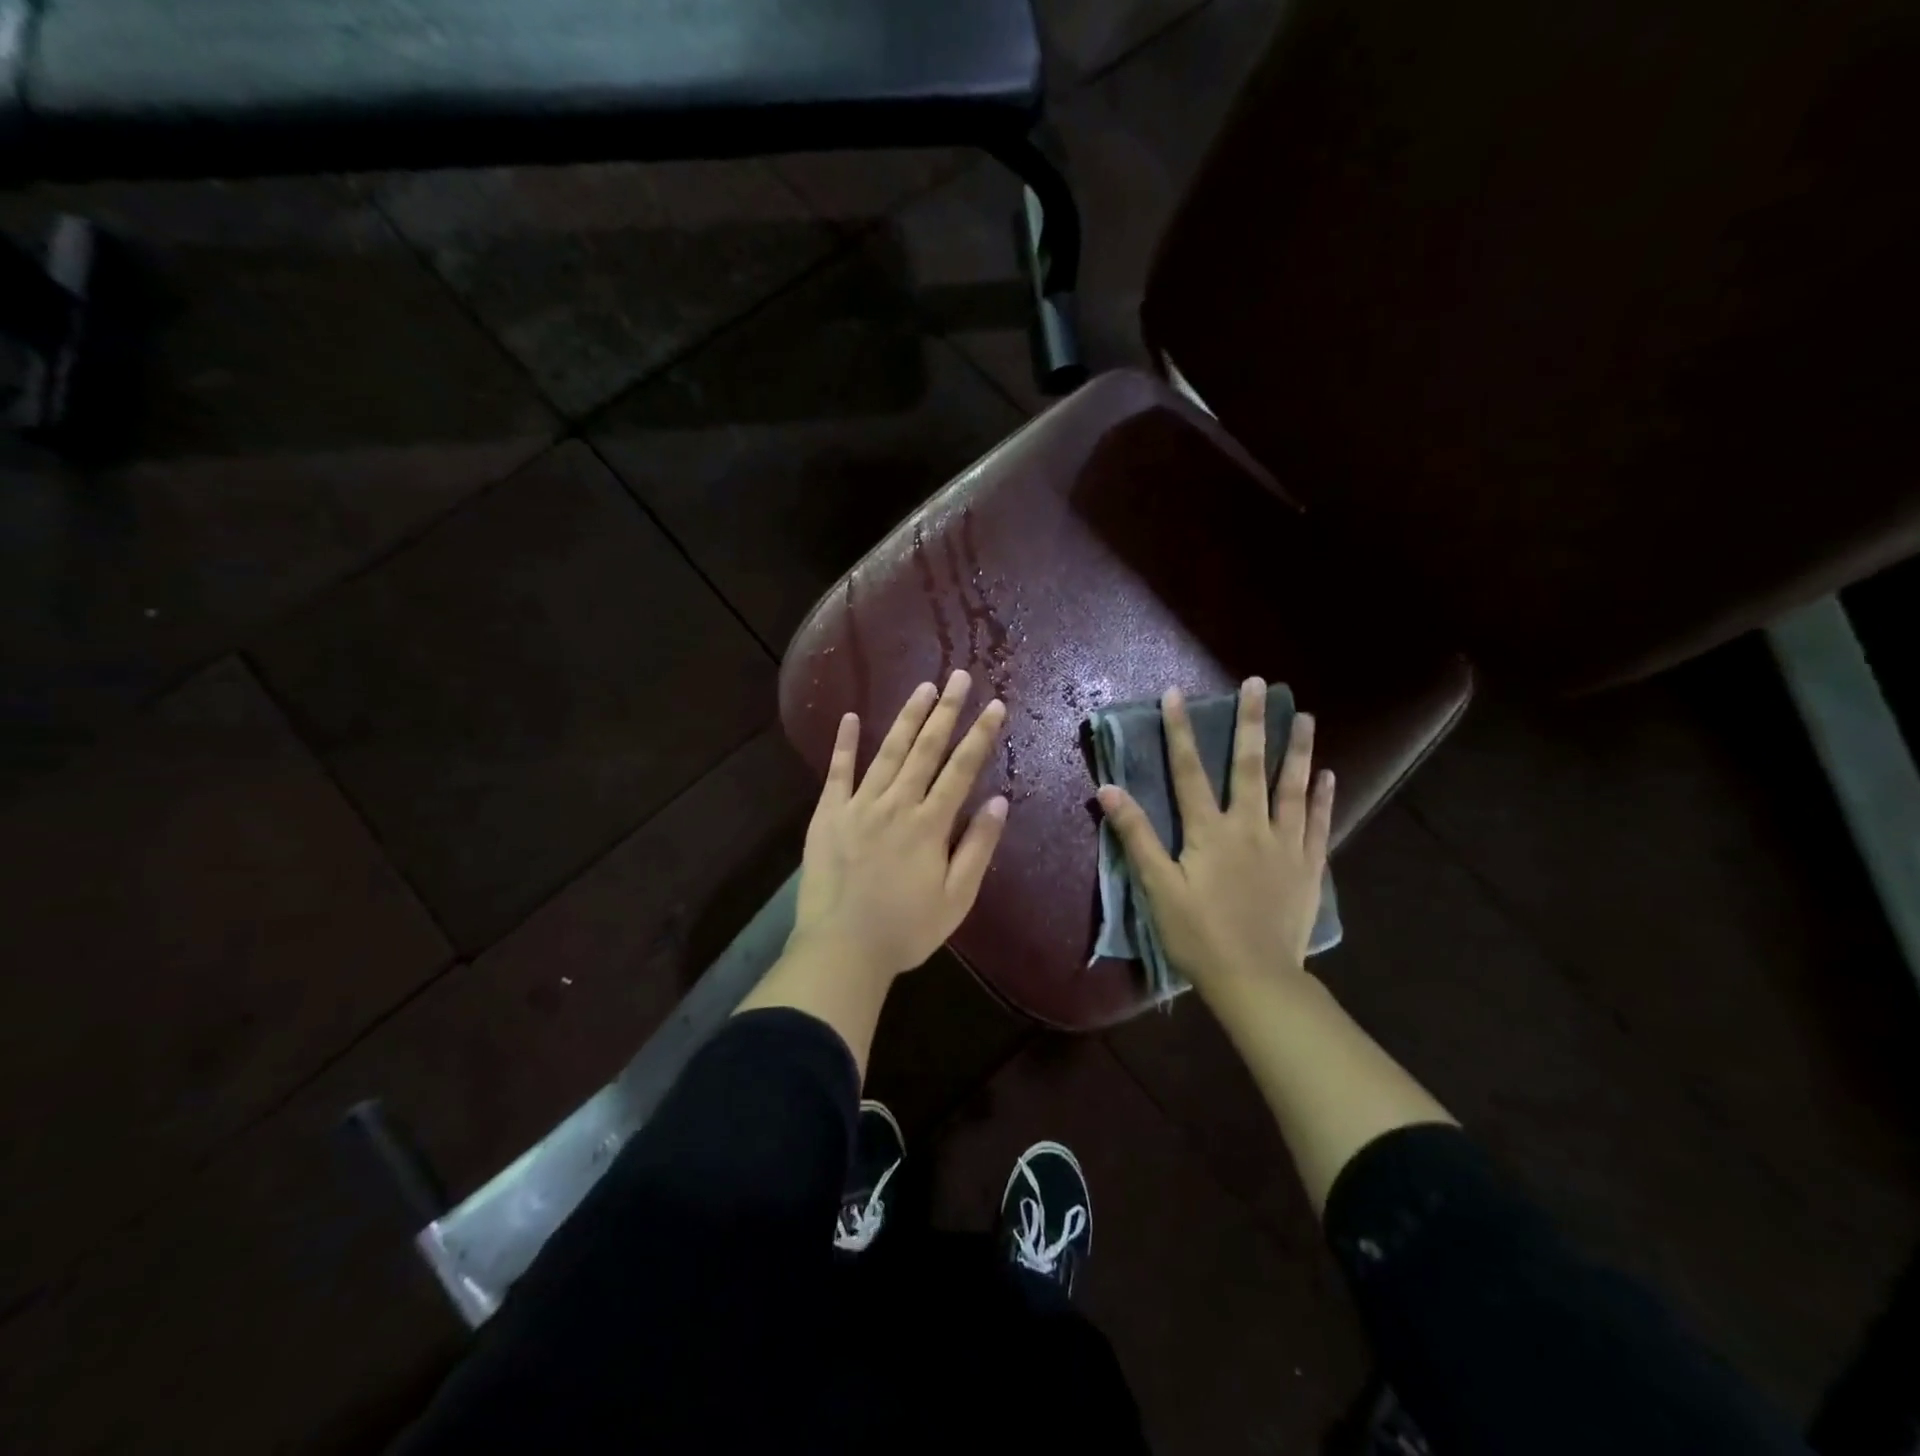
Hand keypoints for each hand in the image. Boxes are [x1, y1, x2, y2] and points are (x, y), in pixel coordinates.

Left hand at [791, 671, 1009, 980]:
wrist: (842, 948)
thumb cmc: (906, 929)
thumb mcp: (957, 897)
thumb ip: (978, 847)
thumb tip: (1000, 801)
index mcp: (930, 824)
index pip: (961, 769)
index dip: (980, 735)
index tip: (995, 705)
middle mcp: (897, 803)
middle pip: (926, 749)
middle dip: (945, 710)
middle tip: (958, 677)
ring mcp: (859, 805)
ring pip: (888, 752)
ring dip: (907, 718)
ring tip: (922, 687)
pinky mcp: (828, 814)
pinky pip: (838, 772)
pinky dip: (844, 744)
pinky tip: (850, 717)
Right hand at [1097, 678, 1334, 996]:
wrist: (1255, 980)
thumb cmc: (1198, 934)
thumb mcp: (1157, 886)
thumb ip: (1135, 834)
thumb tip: (1108, 789)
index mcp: (1210, 831)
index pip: (1190, 771)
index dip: (1180, 731)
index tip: (1176, 695)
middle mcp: (1250, 827)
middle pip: (1250, 766)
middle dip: (1252, 723)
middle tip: (1260, 684)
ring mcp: (1285, 845)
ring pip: (1293, 787)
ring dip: (1298, 749)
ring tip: (1304, 716)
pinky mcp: (1309, 867)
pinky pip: (1318, 824)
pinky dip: (1323, 798)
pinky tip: (1328, 775)